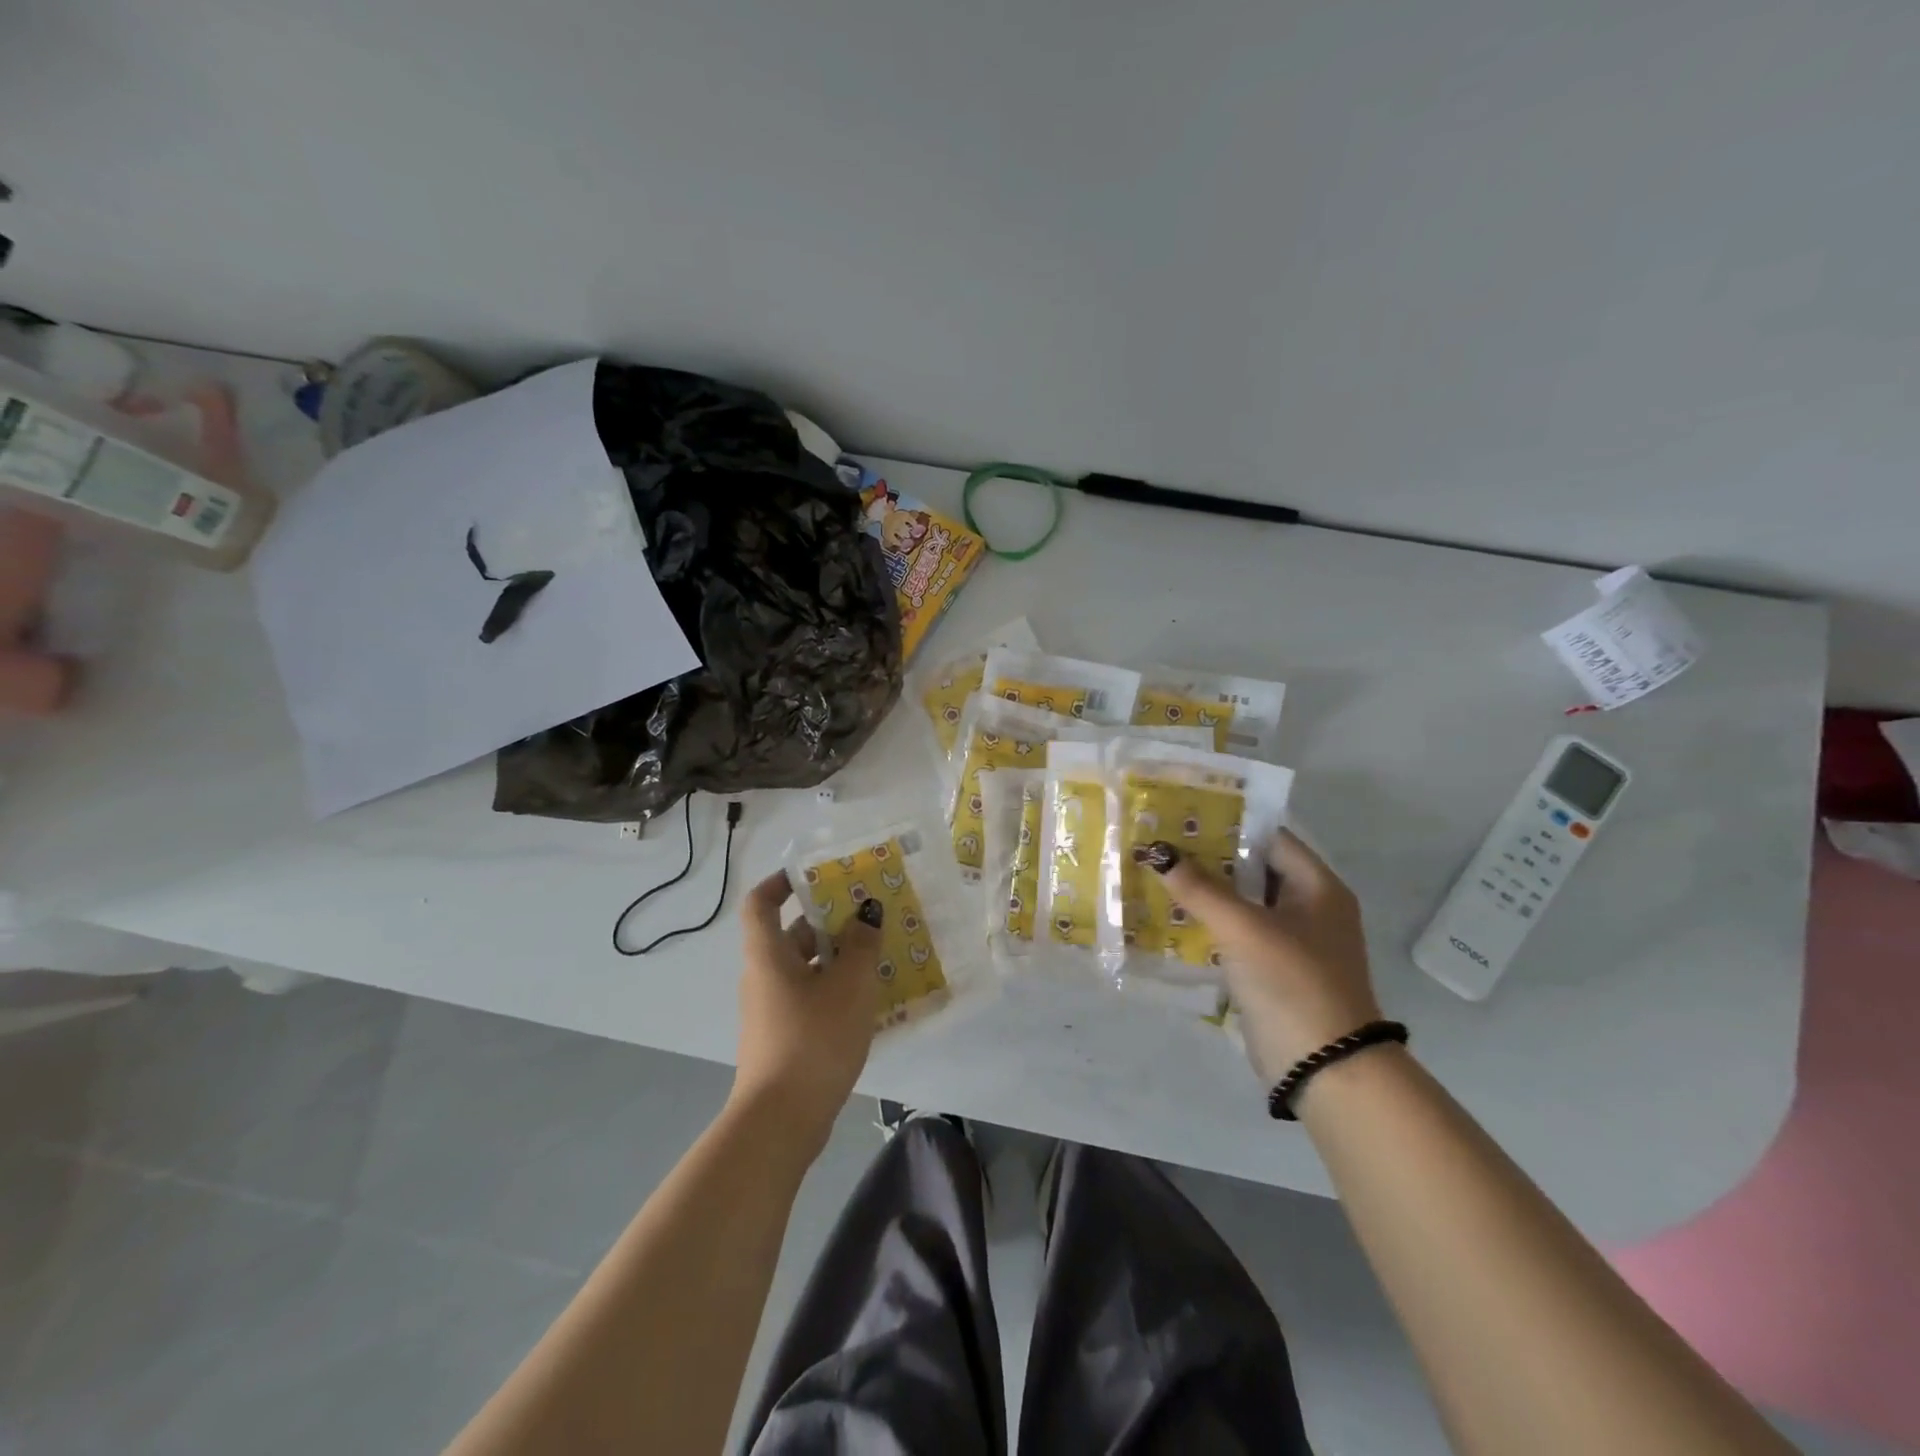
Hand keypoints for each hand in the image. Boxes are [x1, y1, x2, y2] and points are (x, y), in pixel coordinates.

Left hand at [730, 872, 882, 1155]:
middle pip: (791, 934)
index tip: (813, 875)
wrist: (782, 1121)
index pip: (760, 903)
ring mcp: (772, 1010)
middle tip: (869, 913)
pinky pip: (810, 997)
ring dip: (838, 957)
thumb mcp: (849, 985)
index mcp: (768, 955)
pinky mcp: (784, 1037)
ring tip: (880, 953)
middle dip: (828, 921)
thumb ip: (861, 943)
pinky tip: (870, 998)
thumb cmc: (814, 1039)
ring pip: (806, 968)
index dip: (781, 882)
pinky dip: (836, 988)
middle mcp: (764, 977)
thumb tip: (866, 912)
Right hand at [1153, 830, 1382, 1083]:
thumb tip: (1157, 851)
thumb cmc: (1292, 982)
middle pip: (1253, 869)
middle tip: (1161, 842)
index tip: (1183, 812)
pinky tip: (1172, 918)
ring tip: (1158, 873)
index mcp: (1318, 887)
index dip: (1228, 822)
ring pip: (1242, 903)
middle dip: (1209, 857)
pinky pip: (1238, 934)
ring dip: (1205, 892)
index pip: (1270, 837)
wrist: (1325, 1068)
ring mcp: (1292, 941)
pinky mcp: (1274, 970)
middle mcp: (1309, 908)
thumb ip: (1199, 888)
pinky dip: (1210, 924)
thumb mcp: (1243, 928)